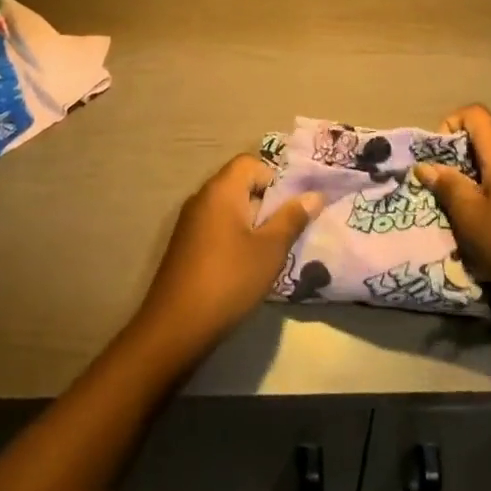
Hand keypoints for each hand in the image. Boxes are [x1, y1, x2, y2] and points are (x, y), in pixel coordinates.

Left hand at [133, 155, 324, 358]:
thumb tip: (314, 194)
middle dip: (266, 203)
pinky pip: (215, 226)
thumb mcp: (270, 250)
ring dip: (251, 223)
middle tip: (286, 231)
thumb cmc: (229, 280)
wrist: (175, 326)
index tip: (290, 208)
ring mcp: (189, 221)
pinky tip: (244, 266)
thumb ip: (292, 218)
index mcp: (221, 189)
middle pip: (239, 184)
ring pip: (229, 208)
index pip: (250, 163)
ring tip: (269, 251)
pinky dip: (234, 236)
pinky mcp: (184, 244)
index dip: (275, 178)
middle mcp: (202, 197)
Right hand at [415, 104, 490, 291]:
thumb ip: (448, 187)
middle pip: (484, 142)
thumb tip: (426, 166)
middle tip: (446, 194)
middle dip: (458, 163)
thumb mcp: (472, 218)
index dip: (449, 124)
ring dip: (477, 185)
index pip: (474, 113)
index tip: (438, 157)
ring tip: (467, 218)